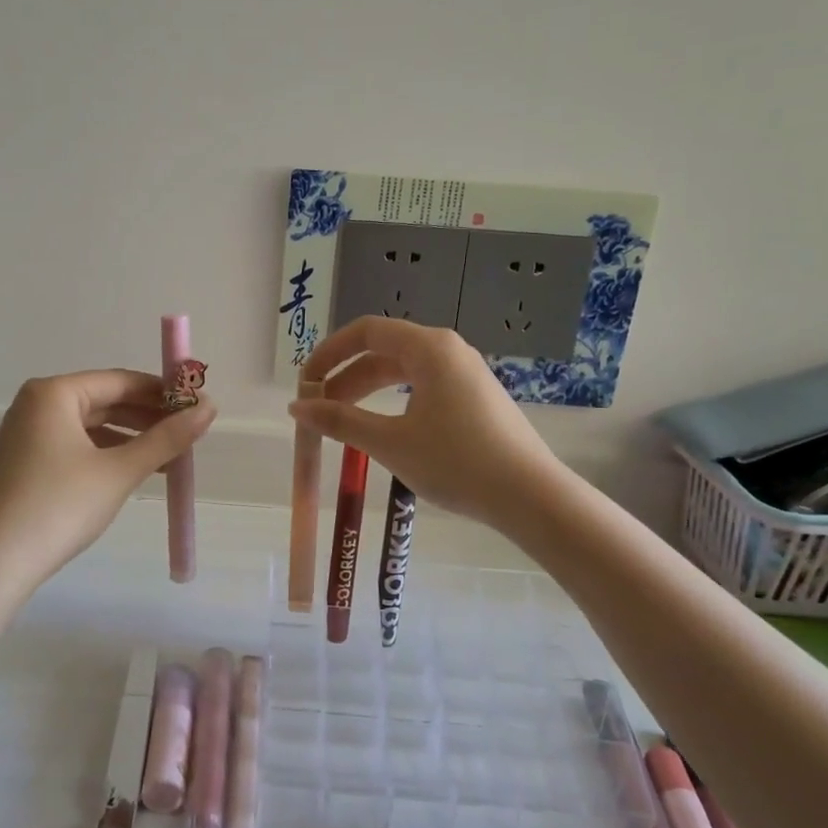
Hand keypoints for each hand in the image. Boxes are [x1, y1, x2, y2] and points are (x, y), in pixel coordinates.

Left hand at [0, 370, 215, 641]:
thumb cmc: (60, 506)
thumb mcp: (120, 471)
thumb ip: (167, 438)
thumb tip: (210, 408)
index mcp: (54, 393)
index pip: (121, 380)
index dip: (164, 392)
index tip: (198, 406)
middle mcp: (36, 404)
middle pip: (106, 400)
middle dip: (149, 417)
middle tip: (190, 434)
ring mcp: (27, 434)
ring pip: (93, 425)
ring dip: (132, 439)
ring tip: (171, 458)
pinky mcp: (25, 462)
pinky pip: (76, 446)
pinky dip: (108, 455)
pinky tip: (135, 472)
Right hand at [290, 318, 556, 534]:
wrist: (530, 496)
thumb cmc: (456, 462)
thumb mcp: (391, 442)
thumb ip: (340, 421)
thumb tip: (297, 407)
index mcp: (429, 348)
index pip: (366, 331)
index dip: (329, 352)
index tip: (305, 382)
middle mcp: (448, 350)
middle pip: (383, 350)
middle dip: (345, 377)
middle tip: (317, 409)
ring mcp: (465, 373)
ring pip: (403, 371)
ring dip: (368, 390)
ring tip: (342, 421)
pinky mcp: (475, 398)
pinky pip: (423, 386)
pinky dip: (393, 401)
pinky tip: (384, 428)